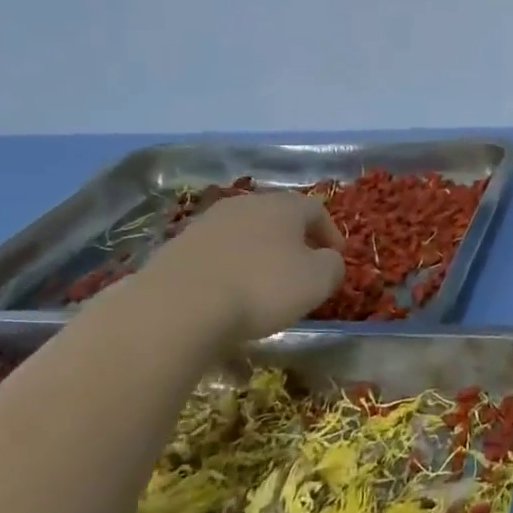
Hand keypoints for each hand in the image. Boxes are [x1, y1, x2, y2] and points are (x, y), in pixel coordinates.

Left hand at [131, 192, 344, 342]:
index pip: (316, 210)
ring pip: (243, 237)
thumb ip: (333, 266)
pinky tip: (228, 300)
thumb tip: (328, 260)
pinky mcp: (176, 249)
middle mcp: (244, 205)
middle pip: (277, 218)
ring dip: (257, 257)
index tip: (336, 258)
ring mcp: (206, 225)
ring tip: (263, 289)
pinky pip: (215, 258)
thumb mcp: (318, 281)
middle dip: (292, 243)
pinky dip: (228, 273)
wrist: (178, 307)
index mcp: (282, 205)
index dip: (330, 233)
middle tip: (301, 271)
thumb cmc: (262, 288)